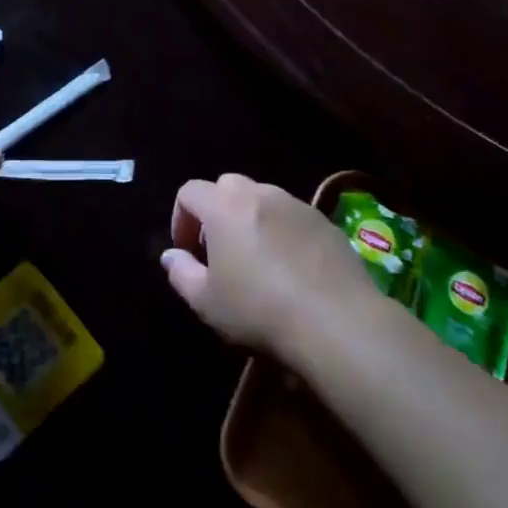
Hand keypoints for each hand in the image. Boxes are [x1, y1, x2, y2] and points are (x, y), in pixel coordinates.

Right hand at [161, 173, 378, 357]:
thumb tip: (171, 255)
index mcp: (224, 206)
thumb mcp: (206, 302)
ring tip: (256, 260)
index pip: (189, 191)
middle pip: (227, 187)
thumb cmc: (259, 309)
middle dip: (216, 212)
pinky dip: (282, 231)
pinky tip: (290, 268)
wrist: (336, 321)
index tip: (186, 251)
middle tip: (219, 251)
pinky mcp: (325, 221)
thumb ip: (181, 273)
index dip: (180, 218)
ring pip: (262, 199)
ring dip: (250, 219)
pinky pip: (292, 217)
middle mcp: (259, 194)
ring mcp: (296, 204)